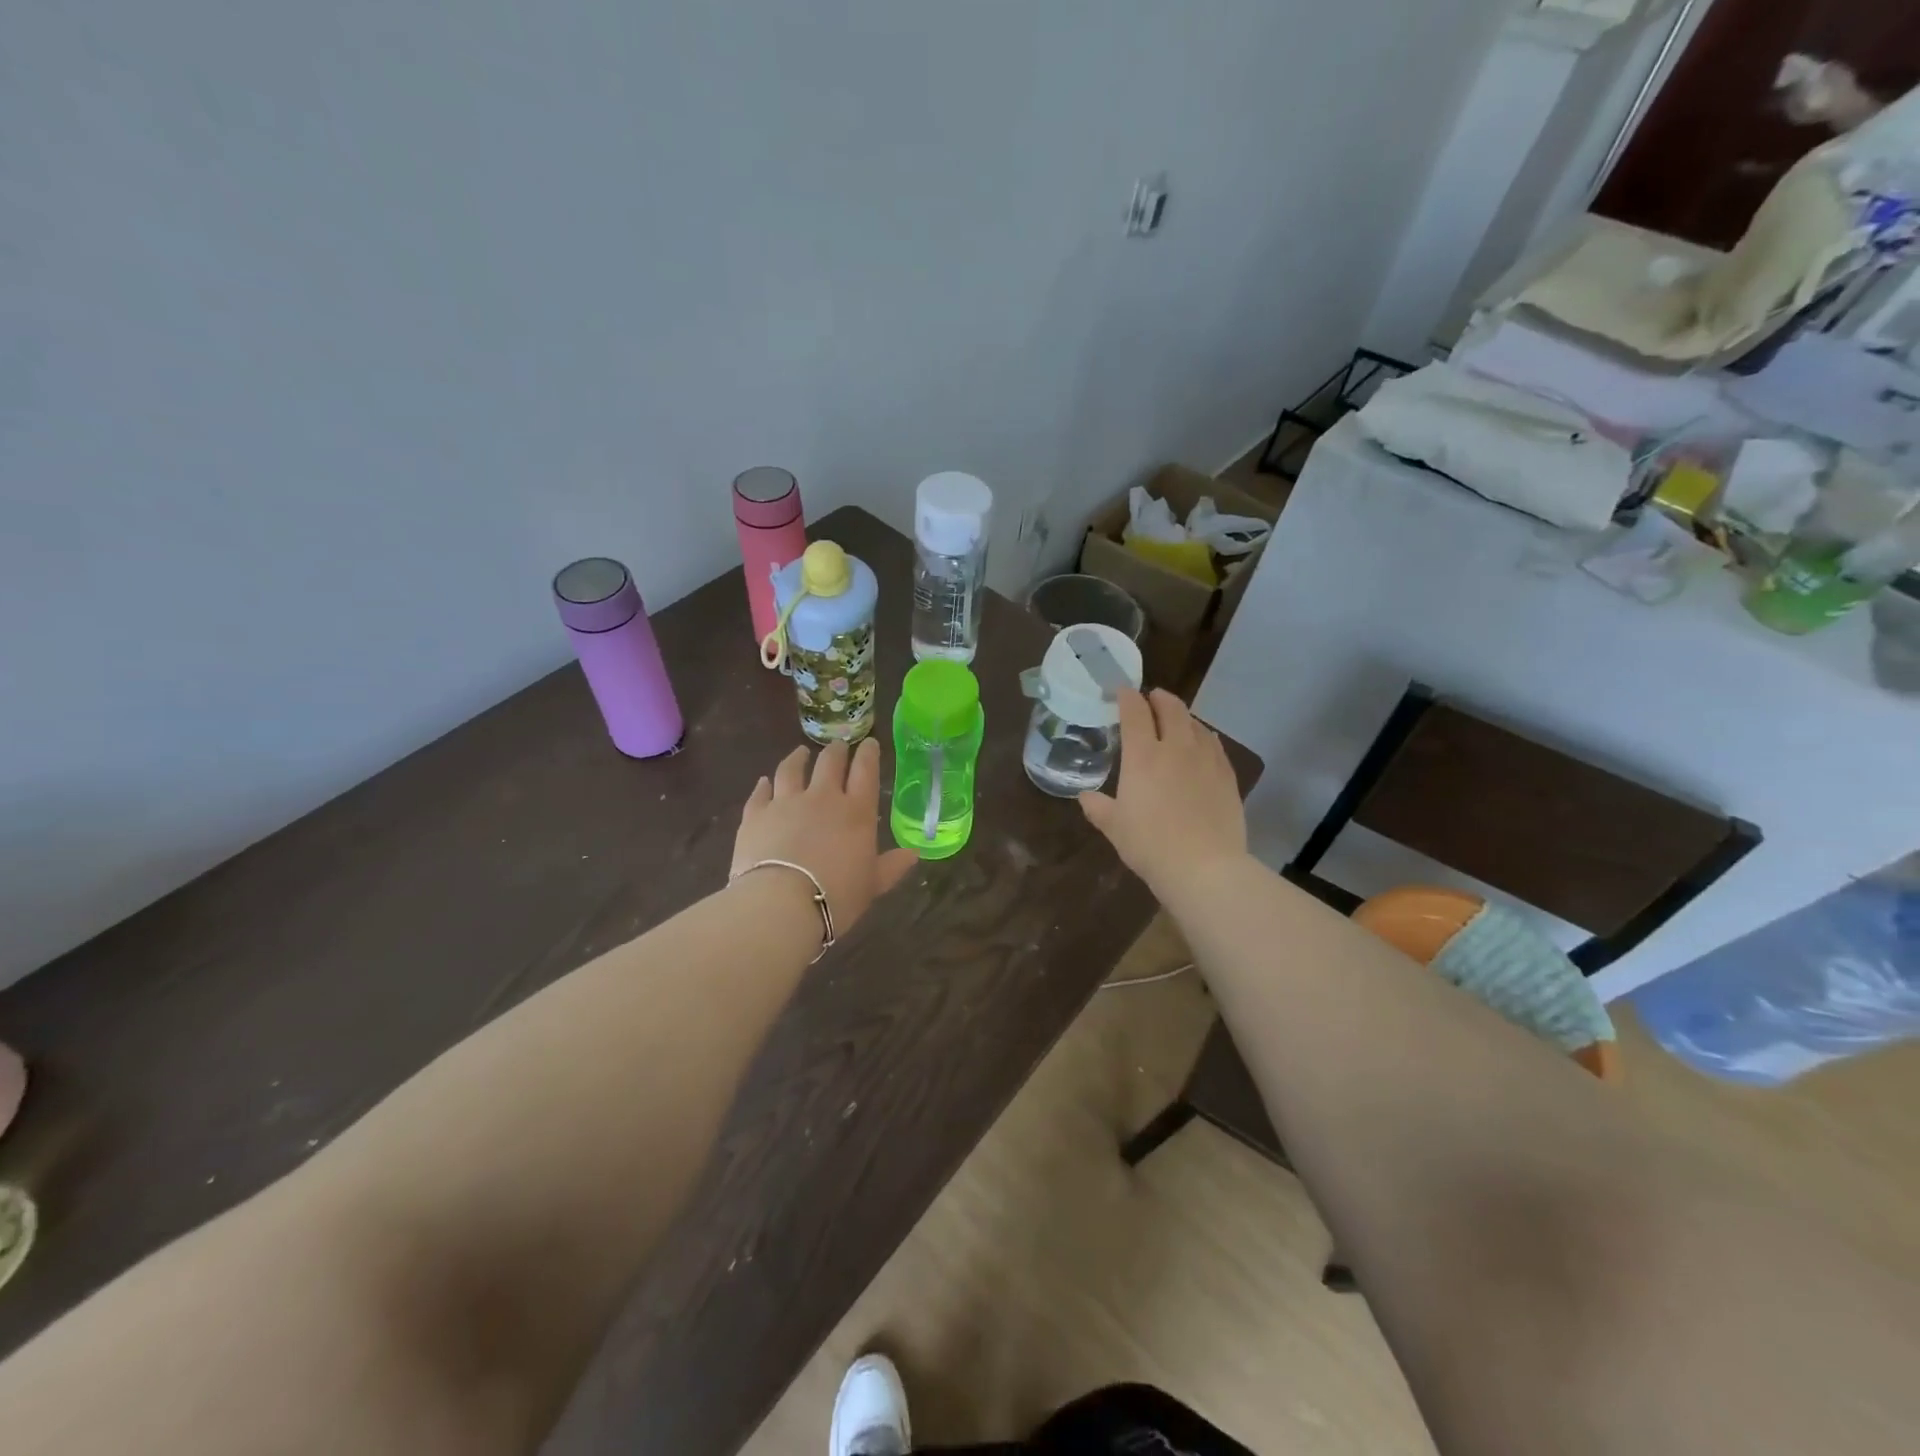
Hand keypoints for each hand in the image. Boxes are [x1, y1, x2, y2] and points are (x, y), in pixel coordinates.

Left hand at [732, 739, 919, 935]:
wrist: (781, 904)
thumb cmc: (837, 896)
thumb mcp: (873, 885)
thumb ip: (892, 866)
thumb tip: (913, 854)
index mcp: (855, 811)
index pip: (865, 771)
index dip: (868, 754)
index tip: (869, 744)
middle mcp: (822, 798)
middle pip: (829, 763)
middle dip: (836, 751)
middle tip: (838, 745)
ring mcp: (785, 803)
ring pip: (791, 769)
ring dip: (797, 758)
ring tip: (800, 752)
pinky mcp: (756, 815)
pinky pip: (760, 793)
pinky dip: (763, 785)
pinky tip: (764, 782)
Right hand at [1079, 688, 1247, 903]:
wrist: (1204, 868)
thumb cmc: (1150, 845)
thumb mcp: (1114, 827)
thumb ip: (1098, 807)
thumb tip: (1086, 797)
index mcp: (1143, 756)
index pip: (1135, 712)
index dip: (1127, 697)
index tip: (1122, 691)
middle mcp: (1176, 748)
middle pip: (1171, 708)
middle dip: (1159, 698)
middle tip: (1151, 698)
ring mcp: (1206, 760)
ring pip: (1196, 724)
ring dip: (1183, 716)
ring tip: (1176, 720)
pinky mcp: (1227, 776)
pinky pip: (1214, 745)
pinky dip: (1203, 736)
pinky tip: (1202, 744)